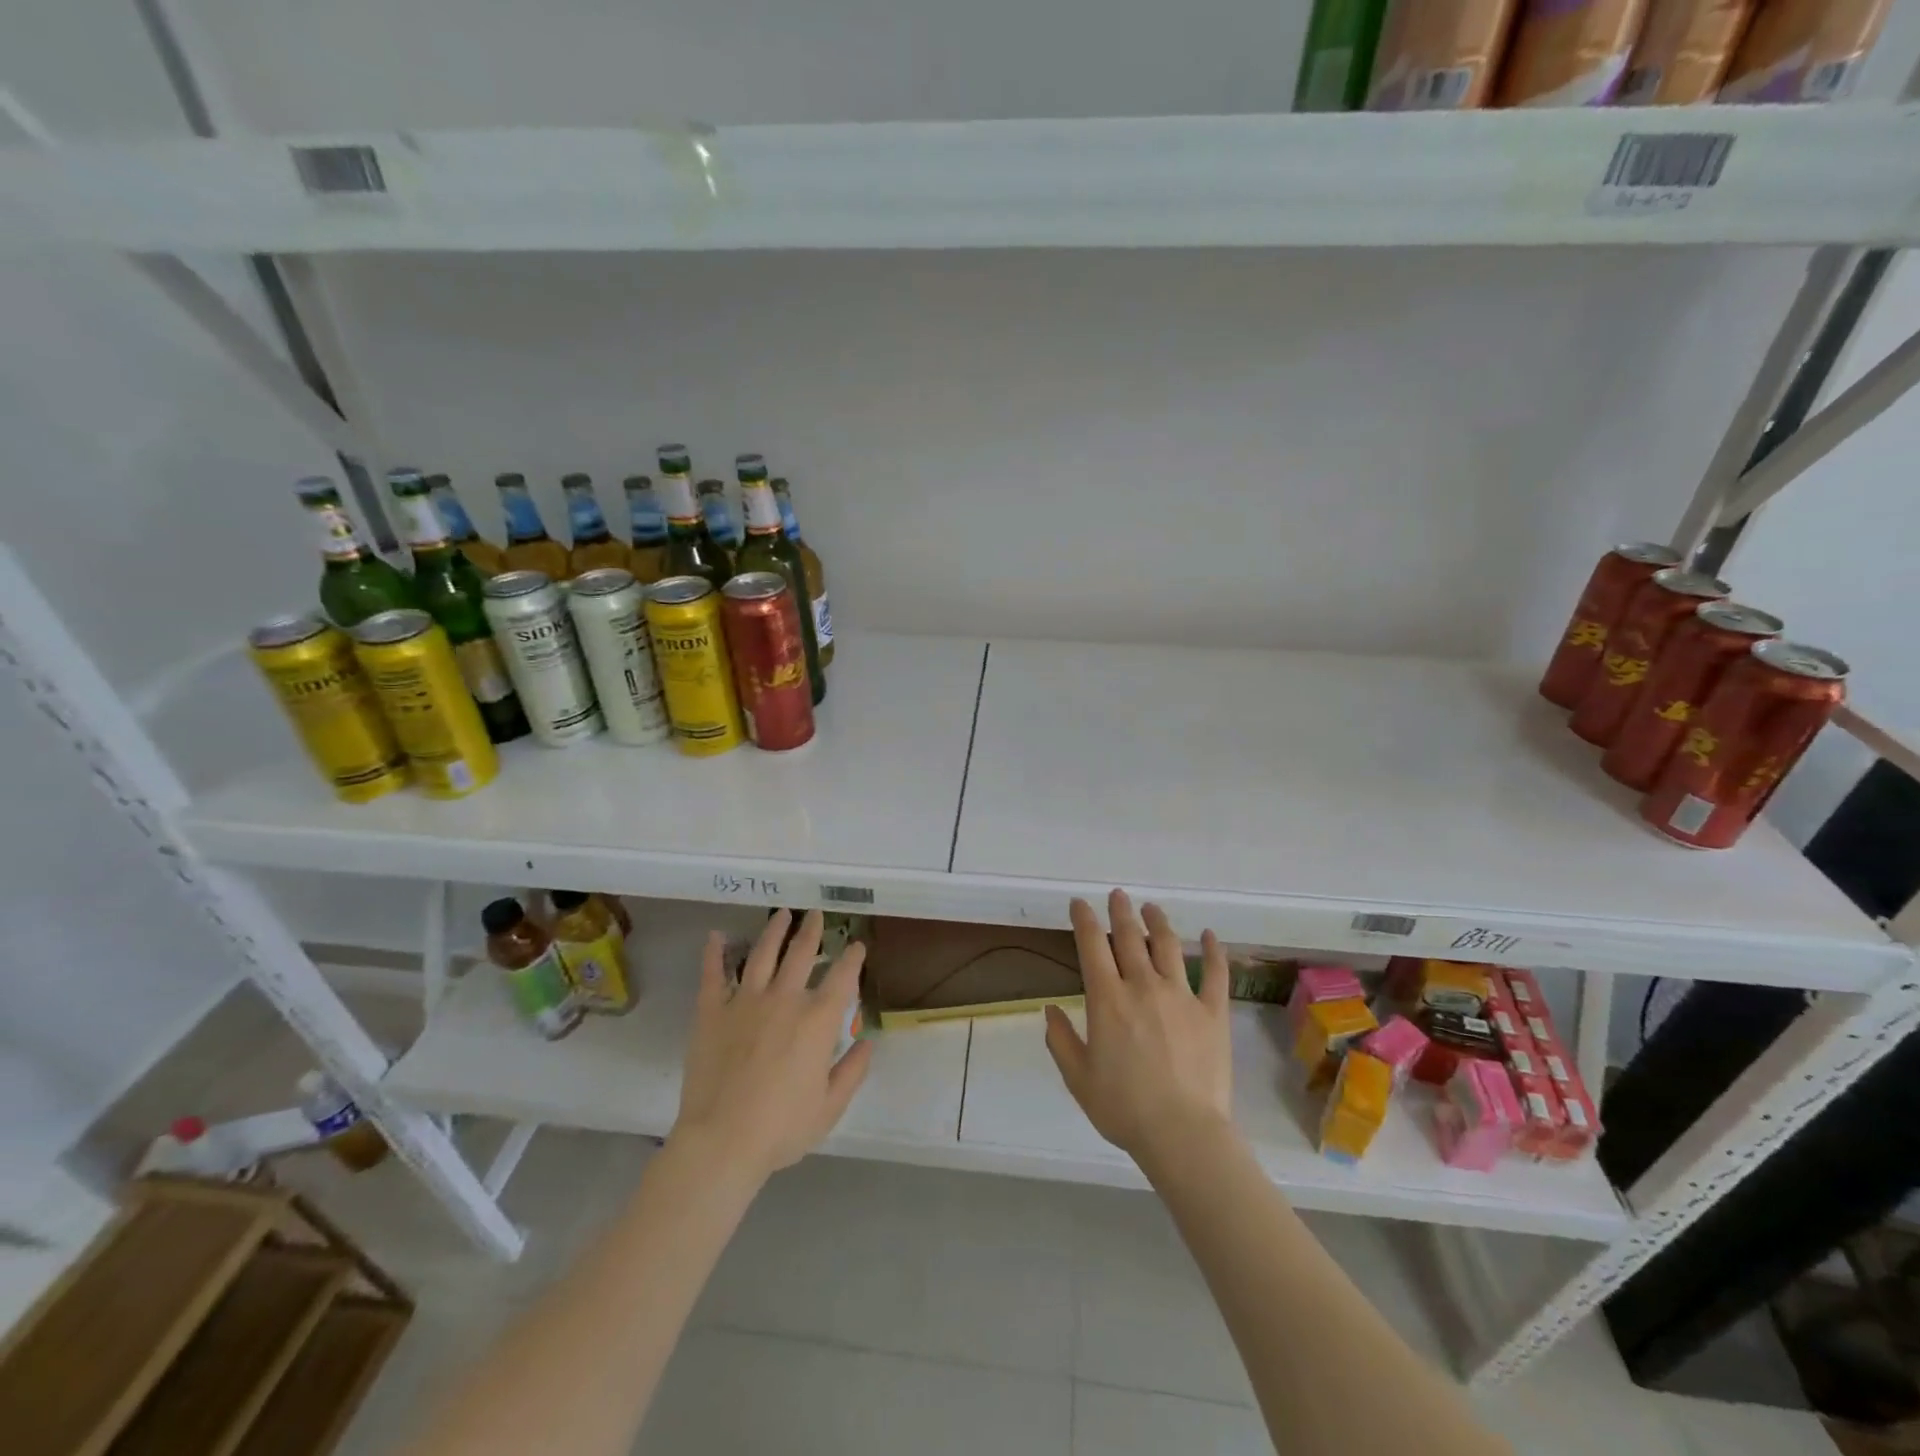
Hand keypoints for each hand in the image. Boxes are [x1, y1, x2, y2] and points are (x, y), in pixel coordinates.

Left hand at [672, 909, 872, 1183]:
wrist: (721, 1141)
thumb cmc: (782, 1128)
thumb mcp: (830, 1106)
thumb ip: (852, 1071)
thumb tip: (866, 1043)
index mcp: (817, 1020)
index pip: (842, 977)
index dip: (852, 958)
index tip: (856, 945)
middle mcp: (785, 999)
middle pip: (801, 953)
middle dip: (812, 931)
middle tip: (815, 914)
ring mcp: (745, 1002)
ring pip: (762, 954)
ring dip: (774, 931)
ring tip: (781, 914)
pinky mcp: (712, 1012)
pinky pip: (712, 975)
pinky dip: (714, 953)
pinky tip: (716, 935)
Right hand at [1045, 890, 1231, 1166]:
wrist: (1182, 1133)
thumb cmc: (1124, 1108)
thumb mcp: (1078, 1078)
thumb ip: (1060, 1039)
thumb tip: (1051, 1009)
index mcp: (1107, 999)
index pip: (1091, 945)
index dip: (1083, 919)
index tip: (1079, 904)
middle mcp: (1143, 985)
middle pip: (1129, 936)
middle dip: (1120, 911)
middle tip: (1117, 896)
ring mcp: (1181, 995)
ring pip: (1168, 945)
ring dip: (1157, 922)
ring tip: (1151, 909)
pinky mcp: (1212, 1012)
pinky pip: (1214, 973)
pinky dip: (1213, 950)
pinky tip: (1210, 935)